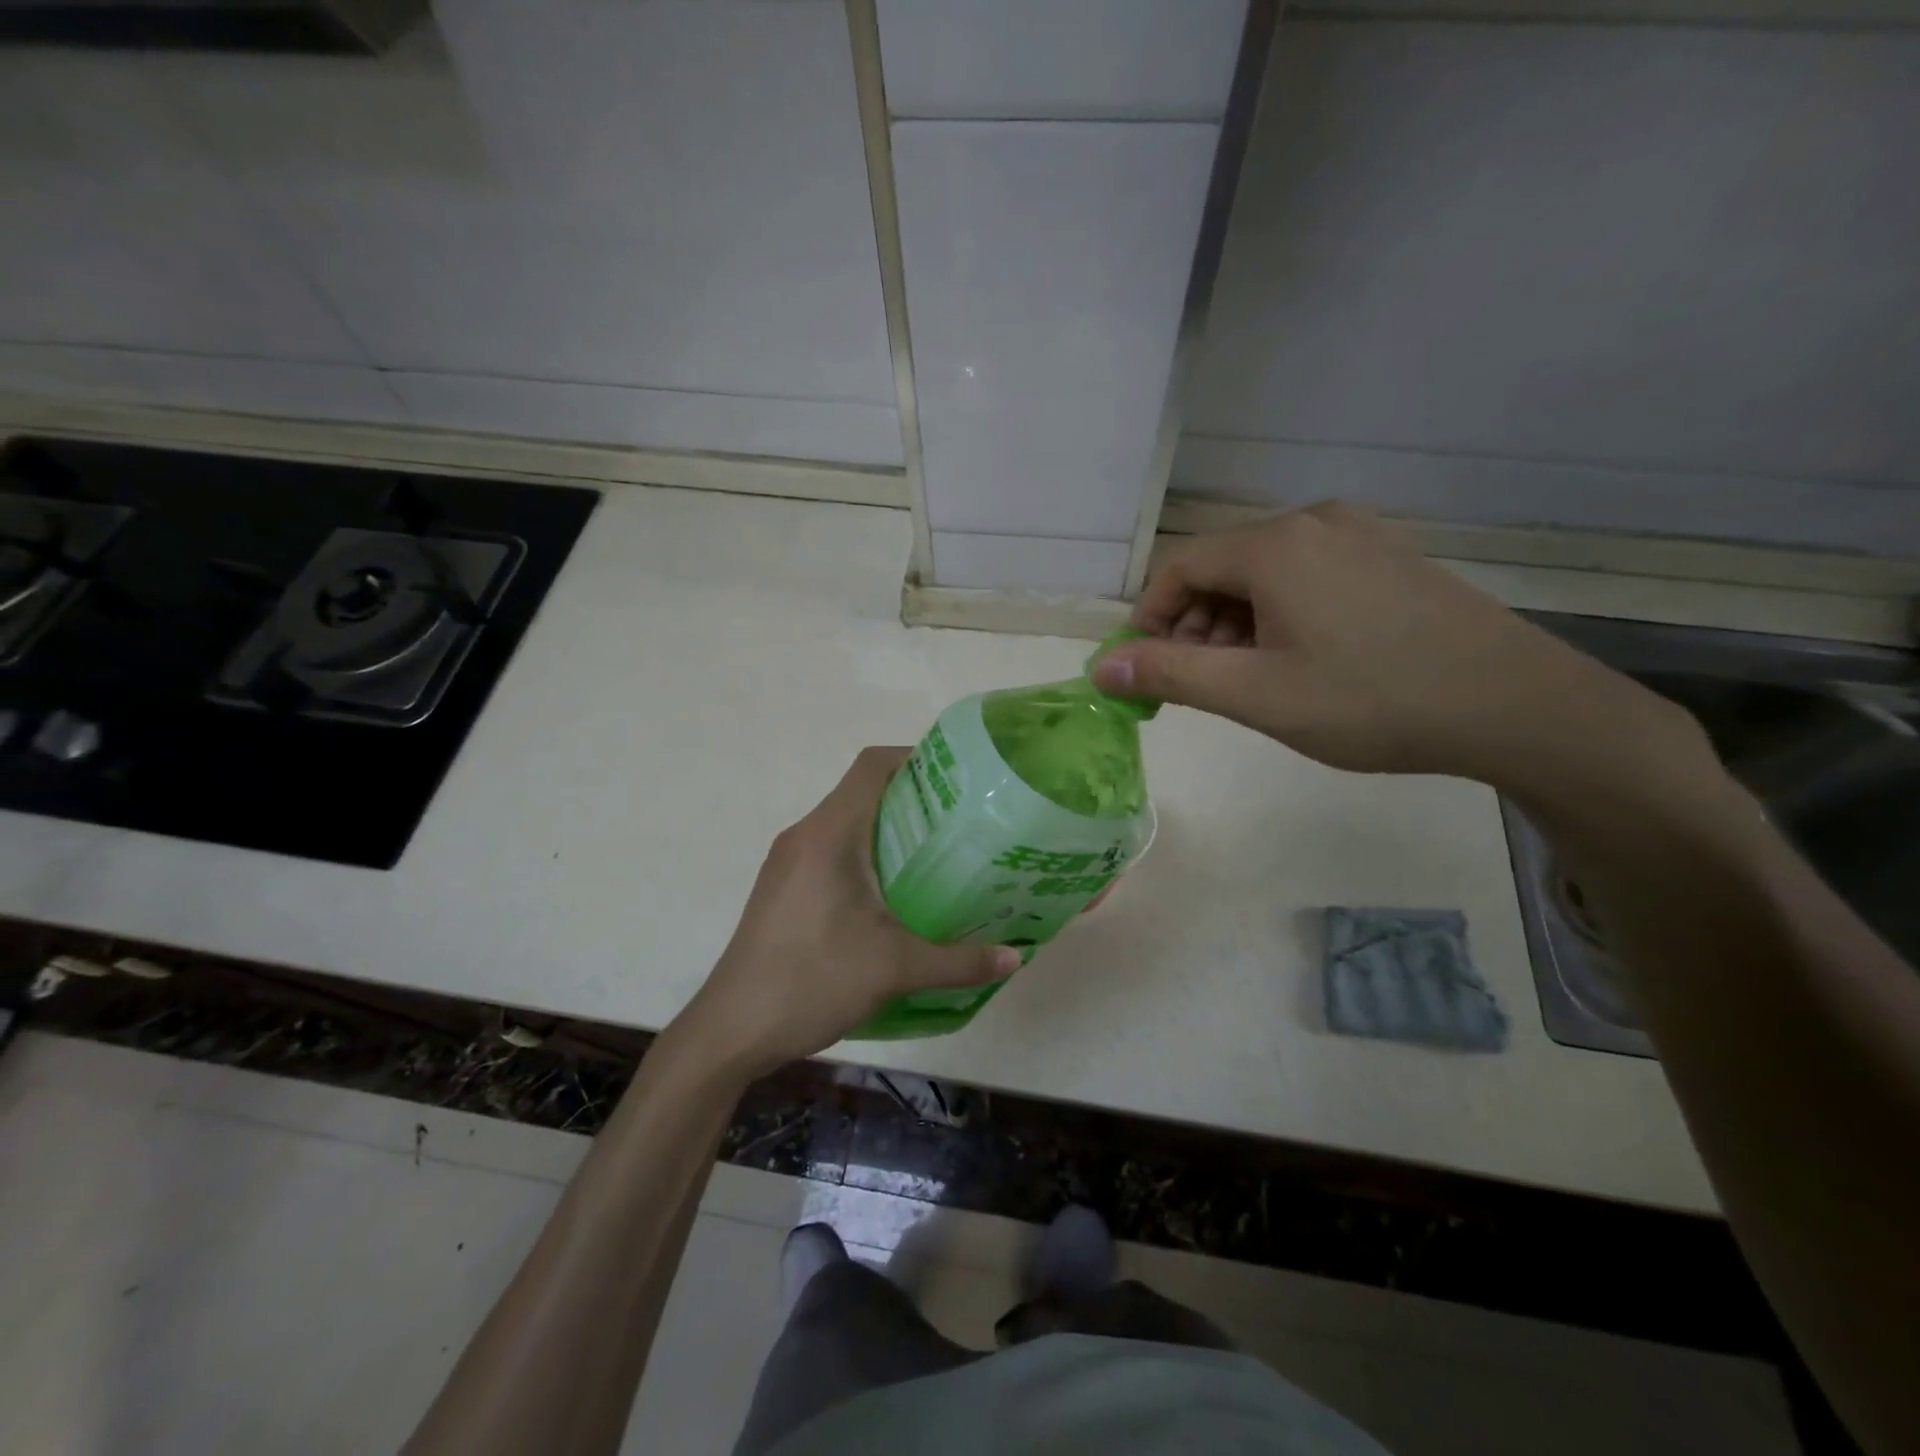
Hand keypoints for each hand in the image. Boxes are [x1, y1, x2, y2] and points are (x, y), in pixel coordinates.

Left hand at [675, 748, 1018, 1077]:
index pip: (872, 766)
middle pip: (863, 792)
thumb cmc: (811, 981)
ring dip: (890, 830)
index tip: (961, 779)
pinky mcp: (783, 889)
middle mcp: (805, 836)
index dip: (917, 758)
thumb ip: (960, 961)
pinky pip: (832, 852)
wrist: (730, 1031)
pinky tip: (897, 895)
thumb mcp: (894, 968)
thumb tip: (1016, 959)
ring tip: (940, 856)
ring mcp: (788, 863)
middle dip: (914, 799)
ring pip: (847, 824)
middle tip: (965, 822)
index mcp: (828, 833)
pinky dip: (867, 856)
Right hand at [1092, 503, 1698, 787]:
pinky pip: (1306, 578)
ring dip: (1235, 625)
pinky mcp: (1388, 558)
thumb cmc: (1371, 700)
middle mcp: (1313, 522)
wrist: (1513, 705)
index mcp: (1276, 545)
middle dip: (1193, 626)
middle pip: (1221, 568)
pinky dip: (1278, 616)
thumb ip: (1171, 676)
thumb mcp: (1256, 695)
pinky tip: (1297, 661)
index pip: (1179, 567)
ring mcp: (1359, 535)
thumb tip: (1102, 669)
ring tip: (1247, 681)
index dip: (1148, 619)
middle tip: (1198, 685)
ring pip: (1264, 575)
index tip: (1144, 670)